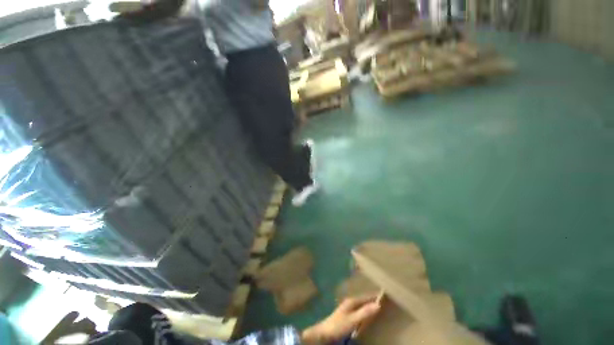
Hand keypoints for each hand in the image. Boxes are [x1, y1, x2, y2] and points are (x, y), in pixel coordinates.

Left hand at [301, 295, 380, 343]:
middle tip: (384, 303)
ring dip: (369, 307)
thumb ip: (365, 312)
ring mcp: (348, 309)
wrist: (324, 333)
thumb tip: (378, 304)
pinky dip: (364, 312)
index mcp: (352, 301)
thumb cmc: (339, 325)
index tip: (385, 296)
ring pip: (361, 306)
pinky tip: (367, 317)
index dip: (375, 297)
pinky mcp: (347, 316)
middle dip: (373, 301)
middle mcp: (350, 303)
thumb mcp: (353, 319)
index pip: (366, 297)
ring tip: (378, 308)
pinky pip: (358, 312)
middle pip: (364, 301)